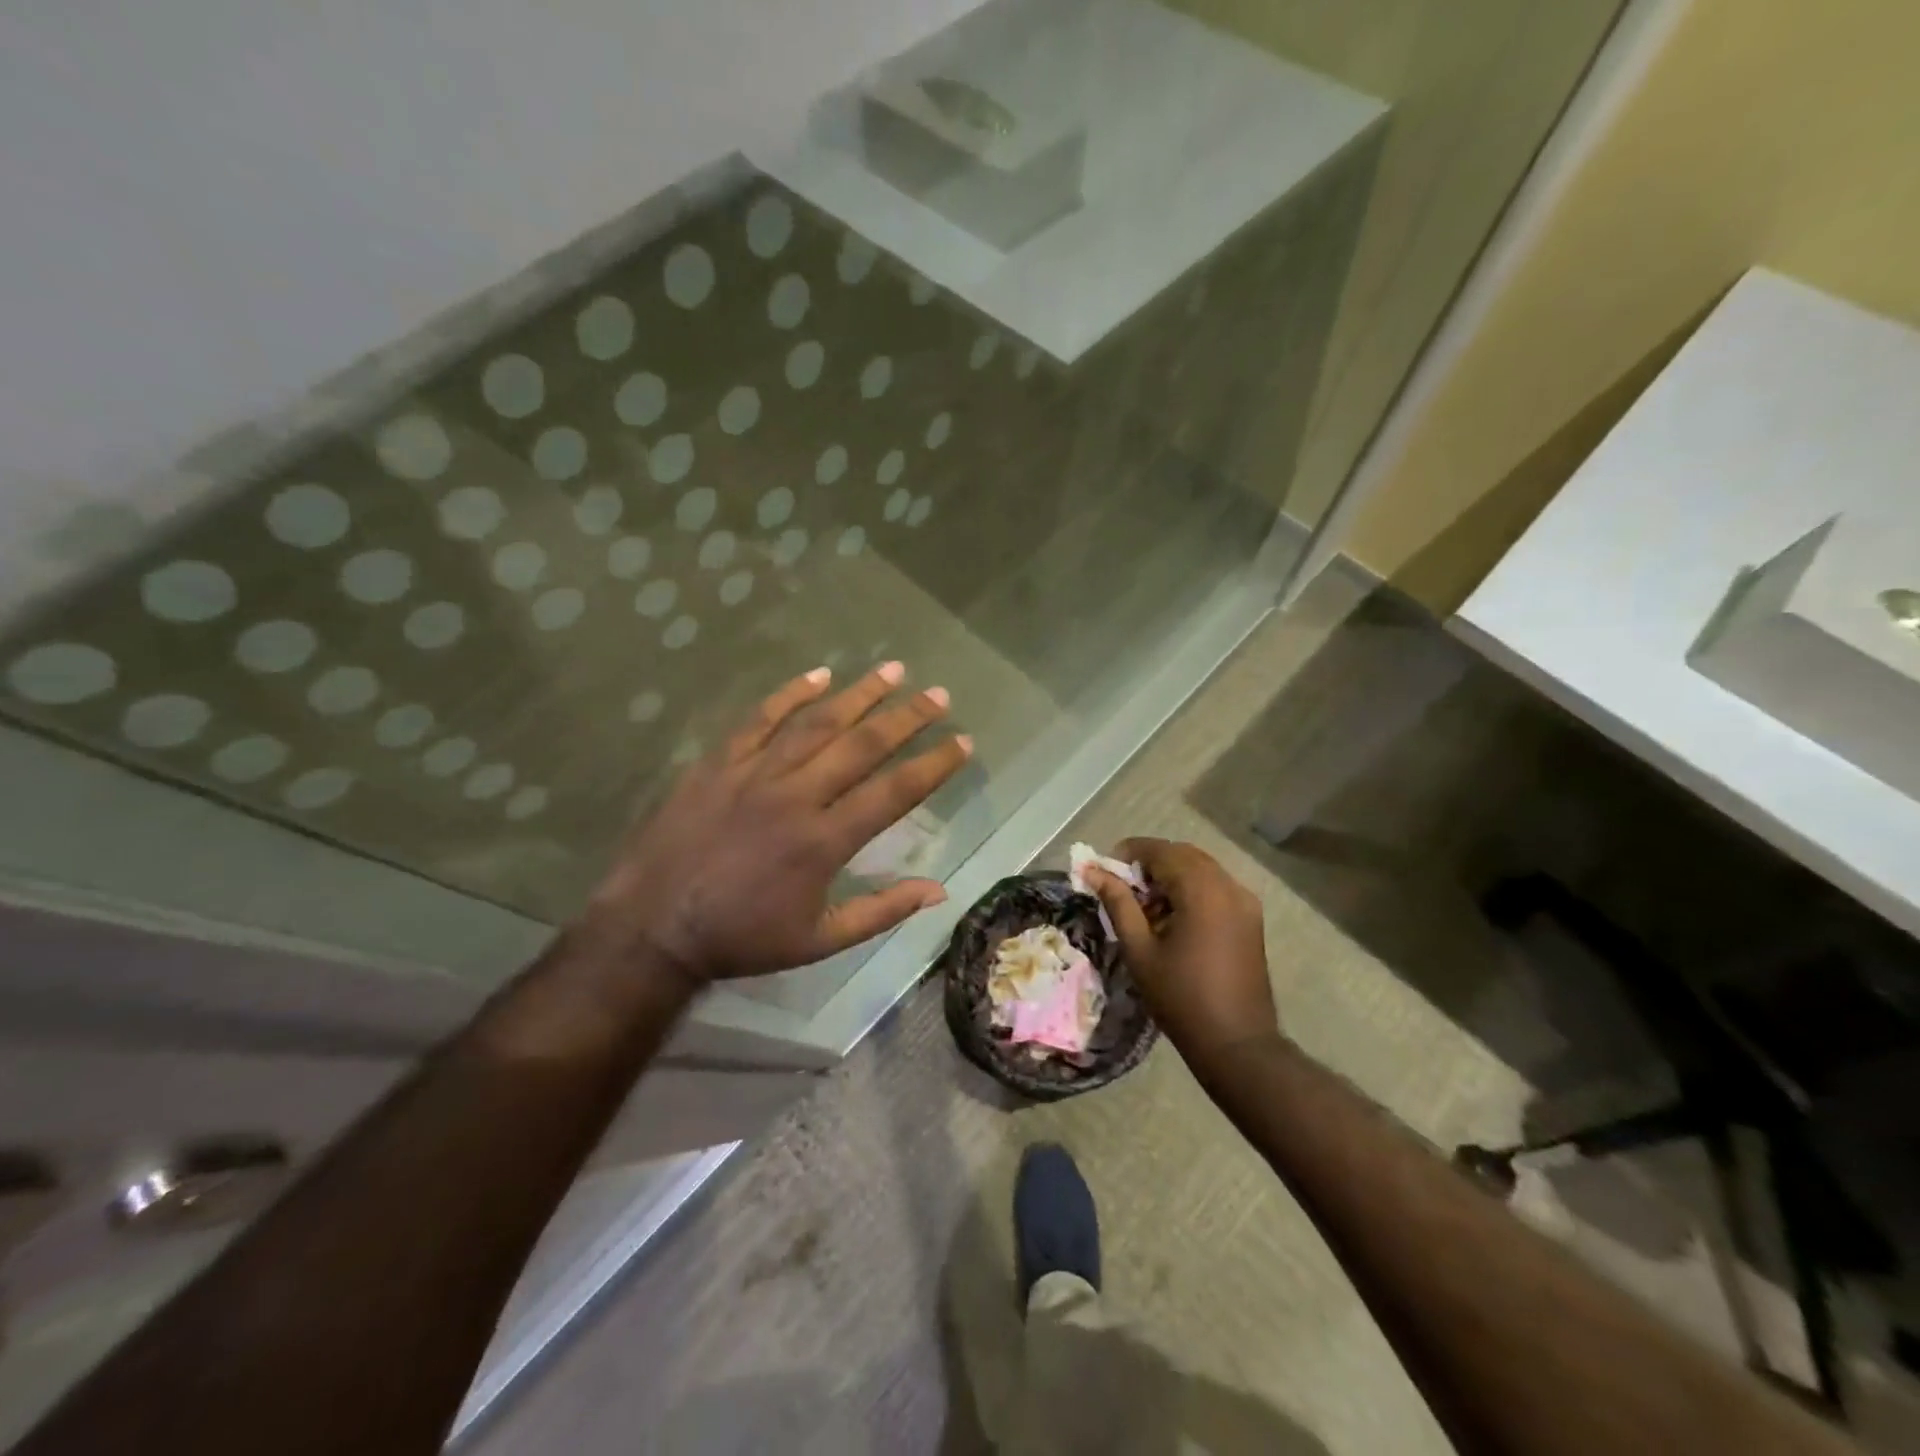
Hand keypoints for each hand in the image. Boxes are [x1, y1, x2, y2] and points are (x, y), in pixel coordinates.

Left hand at [586, 662, 970, 983]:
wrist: (653, 927)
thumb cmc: (742, 938)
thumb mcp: (819, 940)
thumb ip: (881, 911)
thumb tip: (939, 890)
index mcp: (824, 840)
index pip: (893, 792)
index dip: (933, 765)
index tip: (961, 741)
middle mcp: (796, 796)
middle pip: (861, 745)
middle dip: (906, 717)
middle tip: (938, 694)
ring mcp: (754, 774)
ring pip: (816, 723)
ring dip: (858, 694)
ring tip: (893, 670)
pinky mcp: (719, 763)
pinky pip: (759, 720)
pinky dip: (790, 694)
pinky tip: (818, 675)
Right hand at [1086, 838, 1279, 1066]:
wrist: (1237, 1044)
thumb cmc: (1180, 998)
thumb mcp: (1139, 950)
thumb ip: (1118, 903)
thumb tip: (1092, 871)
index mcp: (1202, 891)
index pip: (1161, 851)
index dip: (1130, 853)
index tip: (1105, 870)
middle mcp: (1228, 886)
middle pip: (1183, 855)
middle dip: (1150, 863)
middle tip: (1123, 888)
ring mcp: (1245, 901)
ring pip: (1201, 868)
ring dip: (1171, 875)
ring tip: (1146, 906)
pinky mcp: (1251, 918)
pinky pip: (1217, 886)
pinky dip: (1192, 888)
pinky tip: (1173, 917)